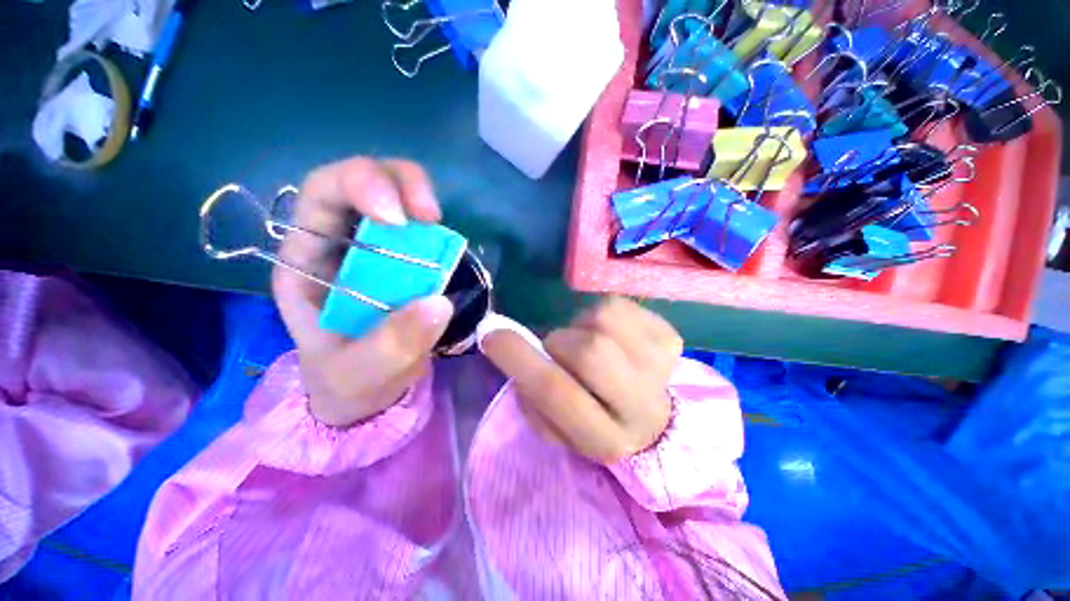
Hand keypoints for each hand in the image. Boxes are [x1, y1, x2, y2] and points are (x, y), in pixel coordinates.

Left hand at [273, 157, 453, 426]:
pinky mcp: (411, 261)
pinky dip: (438, 232)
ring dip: (420, 200)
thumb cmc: (349, 381)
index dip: (360, 187)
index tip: (399, 219)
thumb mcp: (361, 372)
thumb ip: (392, 344)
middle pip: (364, 181)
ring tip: (440, 230)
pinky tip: (446, 250)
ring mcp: (380, 249)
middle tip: (430, 216)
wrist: (369, 391)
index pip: (322, 194)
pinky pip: (423, 230)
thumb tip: (438, 303)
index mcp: (308, 261)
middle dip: (399, 183)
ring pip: (397, 195)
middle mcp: (341, 242)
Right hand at [482, 298, 683, 462]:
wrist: (649, 417)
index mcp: (603, 439)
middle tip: (558, 349)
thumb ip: (530, 393)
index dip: (518, 358)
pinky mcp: (670, 338)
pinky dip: (601, 315)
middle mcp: (640, 406)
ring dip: (581, 326)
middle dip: (559, 342)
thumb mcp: (555, 426)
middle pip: (589, 351)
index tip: (492, 335)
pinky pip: (618, 305)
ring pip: (603, 318)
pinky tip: (610, 336)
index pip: (556, 392)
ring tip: (588, 342)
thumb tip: (509, 345)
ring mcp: (661, 367)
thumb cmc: (592, 420)